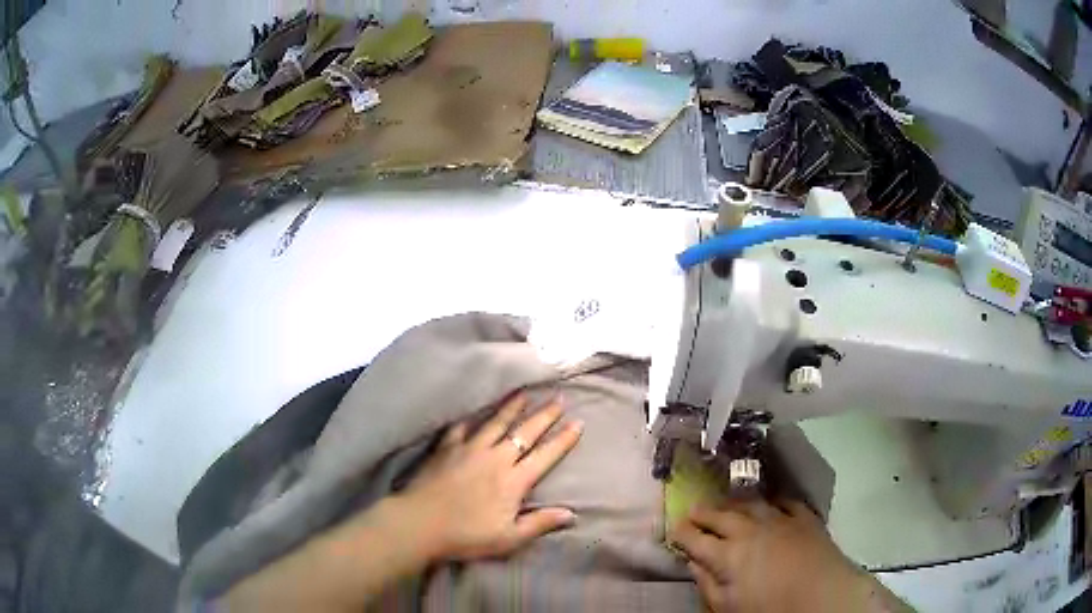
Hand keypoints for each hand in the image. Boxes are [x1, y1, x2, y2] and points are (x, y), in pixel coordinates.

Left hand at [394, 394, 582, 561]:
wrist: (420, 523)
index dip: (563, 439)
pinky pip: (462, 427)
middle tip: (559, 398)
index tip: (578, 422)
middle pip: (525, 432)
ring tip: (524, 393)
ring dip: (512, 407)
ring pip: (496, 422)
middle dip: (545, 415)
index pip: (545, 455)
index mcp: (514, 480)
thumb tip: (572, 514)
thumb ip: (540, 523)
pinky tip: (475, 411)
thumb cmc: (467, 535)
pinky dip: (471, 417)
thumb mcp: (509, 538)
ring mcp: (469, 449)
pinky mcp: (446, 448)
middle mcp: (495, 458)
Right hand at [670, 499, 899, 612]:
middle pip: (721, 516)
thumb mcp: (728, 606)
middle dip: (704, 512)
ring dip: (734, 503)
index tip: (674, 528)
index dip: (683, 533)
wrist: (824, 596)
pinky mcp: (805, 518)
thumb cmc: (770, 609)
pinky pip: (786, 503)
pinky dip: (774, 501)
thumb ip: (707, 583)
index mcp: (728, 554)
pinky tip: (770, 502)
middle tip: (693, 508)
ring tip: (724, 501)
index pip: (697, 539)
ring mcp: (780, 520)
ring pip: (751, 505)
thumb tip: (693, 563)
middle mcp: (751, 530)